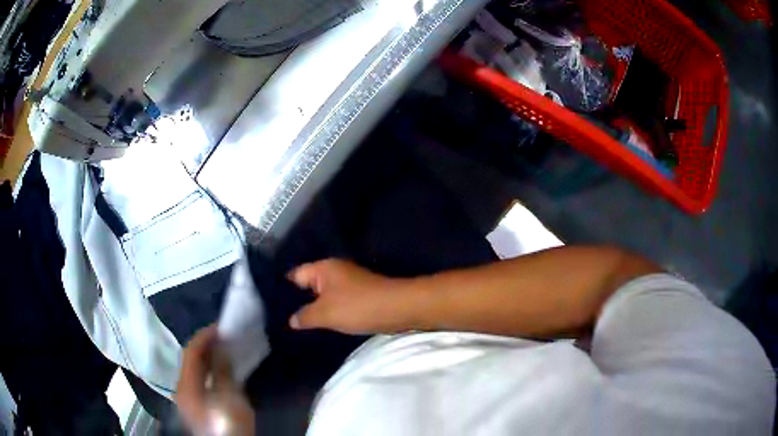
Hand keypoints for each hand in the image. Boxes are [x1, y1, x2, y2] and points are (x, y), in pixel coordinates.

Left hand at [176, 326, 254, 435]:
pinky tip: (219, 369)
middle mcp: (181, 387)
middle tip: (222, 336)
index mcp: (186, 384)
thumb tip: (221, 350)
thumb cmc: (228, 423)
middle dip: (205, 345)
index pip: (191, 351)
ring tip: (222, 349)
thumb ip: (223, 372)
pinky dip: (207, 368)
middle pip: (189, 359)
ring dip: (206, 356)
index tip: (221, 327)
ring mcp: (186, 396)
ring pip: (192, 368)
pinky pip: (197, 378)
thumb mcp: (229, 398)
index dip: (205, 336)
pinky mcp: (193, 403)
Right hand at [288, 259, 410, 334]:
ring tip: (298, 324)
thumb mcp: (325, 314)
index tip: (270, 303)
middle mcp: (335, 271)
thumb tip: (291, 320)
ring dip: (315, 307)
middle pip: (309, 285)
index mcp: (323, 268)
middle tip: (281, 317)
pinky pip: (337, 302)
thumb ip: (304, 316)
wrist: (398, 308)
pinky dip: (330, 311)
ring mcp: (348, 282)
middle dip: (298, 300)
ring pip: (324, 295)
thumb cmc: (357, 307)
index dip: (282, 289)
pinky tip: (321, 324)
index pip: (295, 274)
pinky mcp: (359, 294)